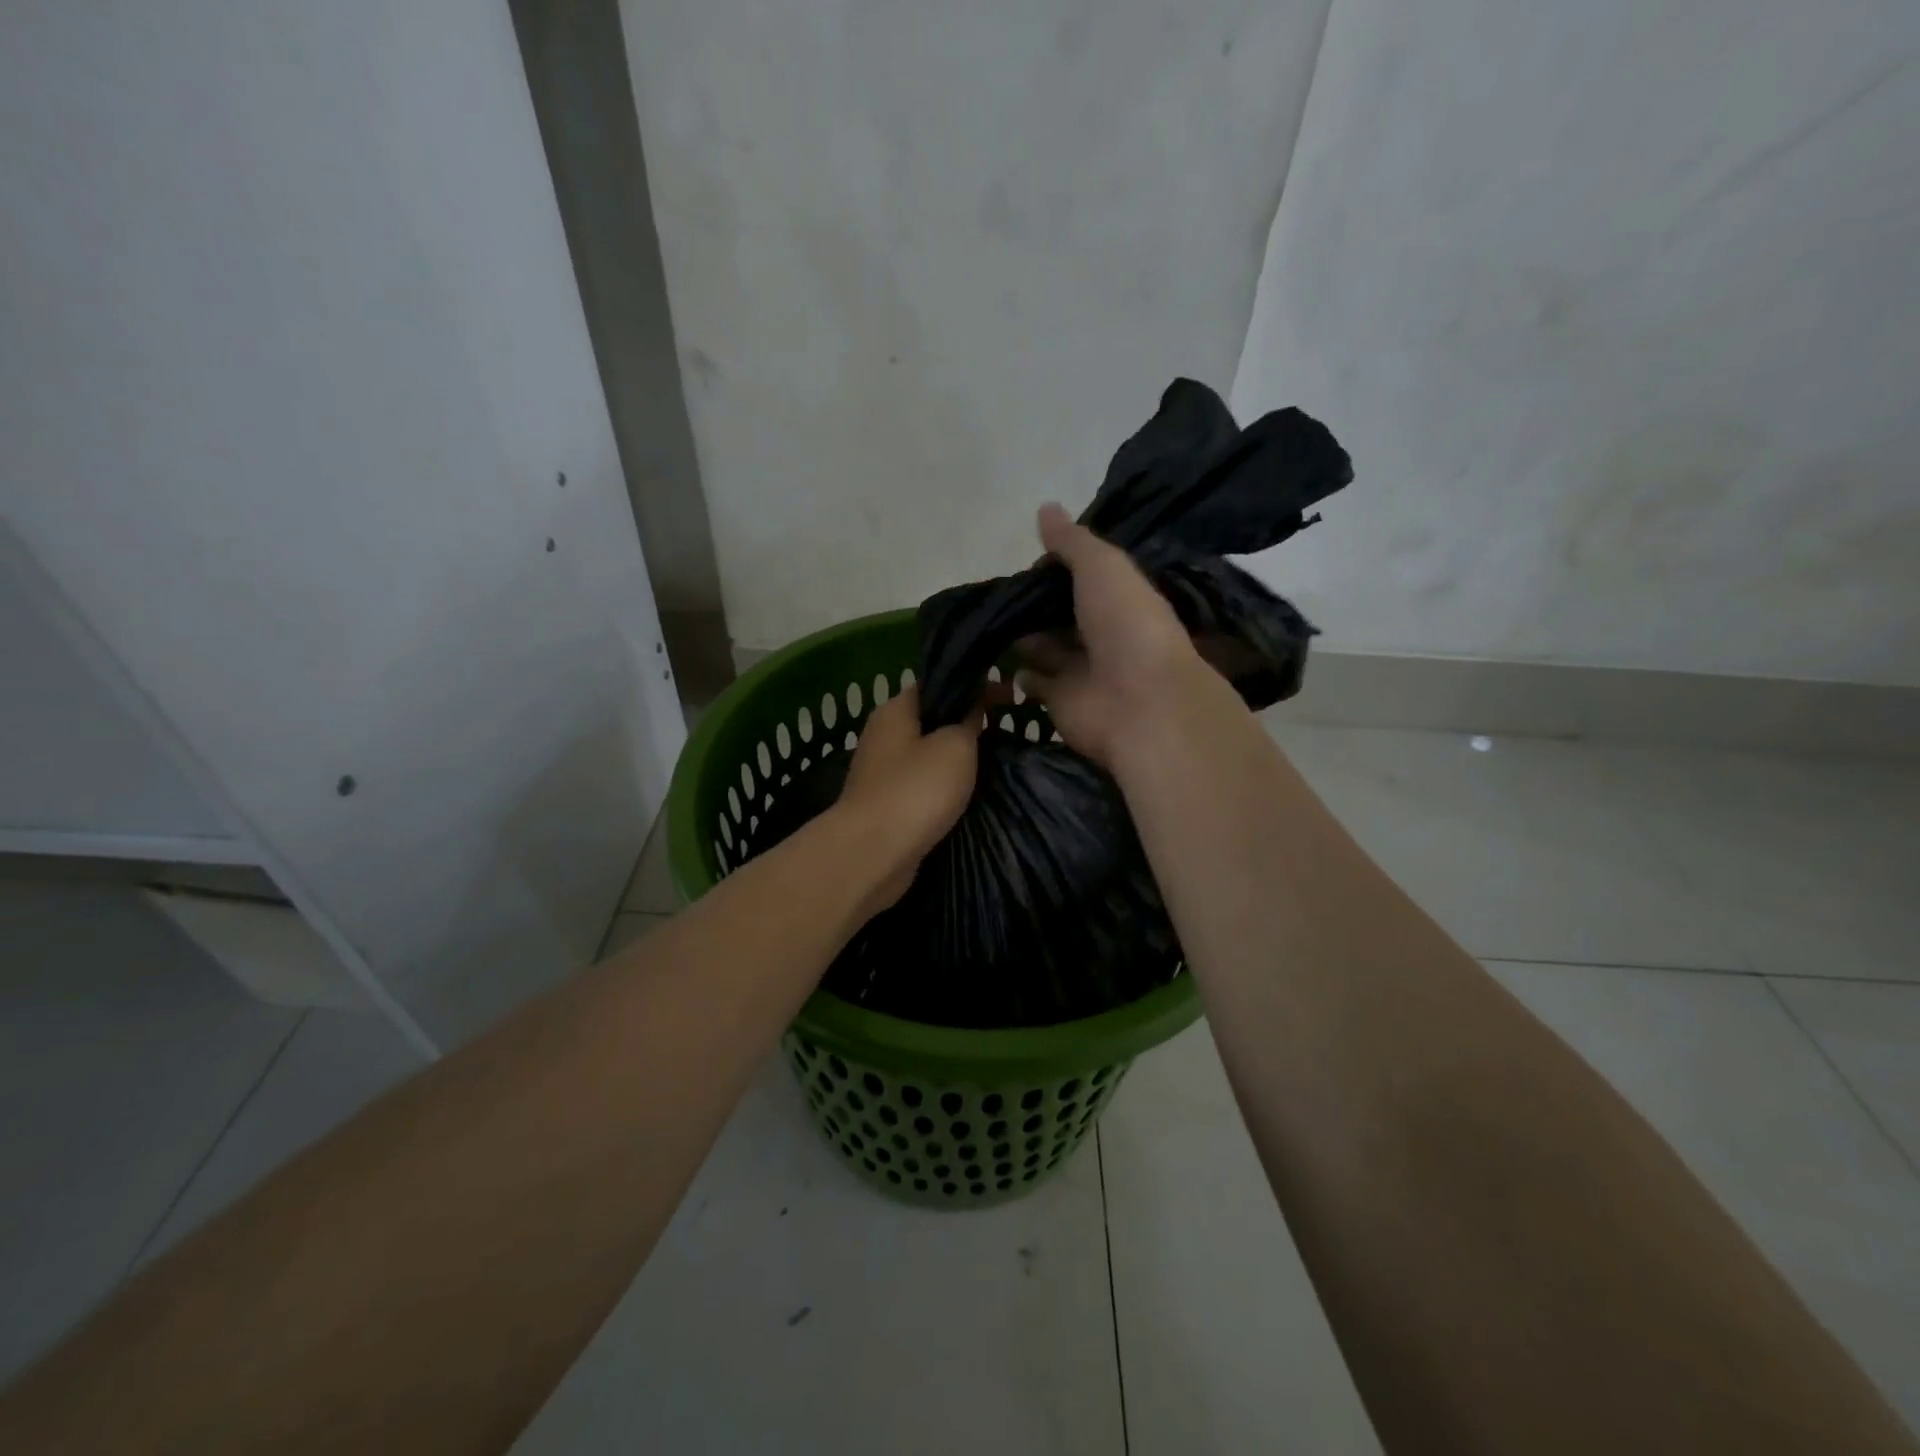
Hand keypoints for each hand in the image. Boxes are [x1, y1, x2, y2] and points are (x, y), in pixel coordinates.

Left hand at [835, 684, 982, 910]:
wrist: (874, 853)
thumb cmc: (917, 789)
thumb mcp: (955, 746)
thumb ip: (968, 721)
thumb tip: (972, 708)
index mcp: (895, 710)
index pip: (937, 683)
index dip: (974, 685)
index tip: (1009, 697)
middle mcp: (883, 735)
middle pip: (931, 719)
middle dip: (966, 723)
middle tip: (1004, 730)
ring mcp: (881, 772)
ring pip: (927, 754)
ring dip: (956, 758)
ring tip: (993, 763)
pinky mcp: (886, 805)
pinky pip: (922, 785)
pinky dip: (943, 787)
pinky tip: (967, 795)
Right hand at [1016, 504, 1203, 767]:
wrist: (1140, 703)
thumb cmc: (1126, 625)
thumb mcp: (1103, 567)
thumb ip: (1072, 542)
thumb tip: (1045, 508)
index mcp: (1119, 598)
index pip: (1084, 578)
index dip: (1057, 568)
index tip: (1027, 558)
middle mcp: (1102, 633)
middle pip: (1061, 614)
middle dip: (1035, 604)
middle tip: (998, 592)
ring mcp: (1081, 669)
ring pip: (1045, 647)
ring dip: (1022, 636)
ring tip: (990, 619)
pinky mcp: (1061, 701)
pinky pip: (1035, 683)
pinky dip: (1019, 674)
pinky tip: (998, 657)